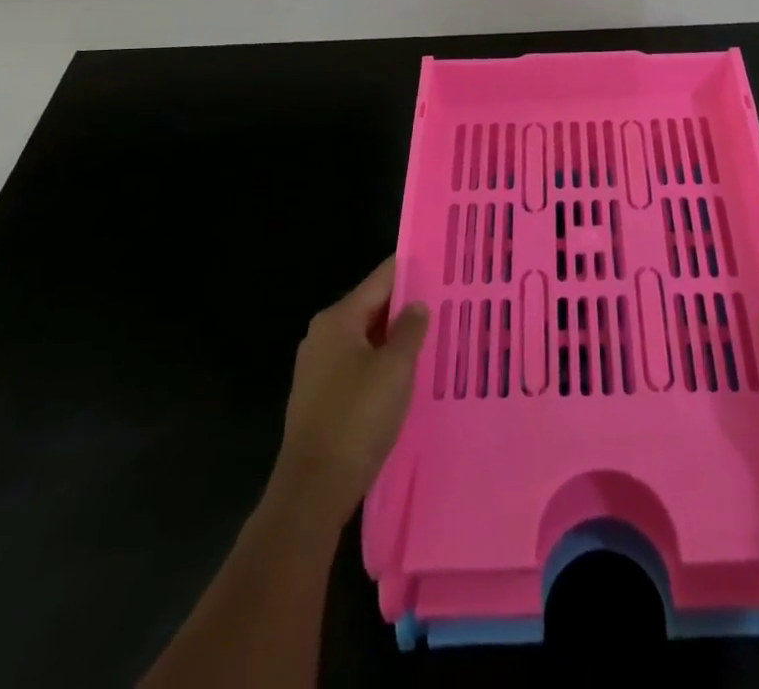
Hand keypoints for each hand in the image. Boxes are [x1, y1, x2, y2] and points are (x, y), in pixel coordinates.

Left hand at [274, 256, 428, 524]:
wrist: (312, 491)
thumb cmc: (357, 419)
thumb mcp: (395, 369)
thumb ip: (409, 330)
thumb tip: (417, 305)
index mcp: (338, 319)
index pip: (381, 279)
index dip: (411, 270)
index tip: (441, 267)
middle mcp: (323, 335)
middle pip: (372, 307)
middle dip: (406, 307)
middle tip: (445, 304)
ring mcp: (318, 367)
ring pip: (366, 338)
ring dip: (395, 339)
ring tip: (433, 338)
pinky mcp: (320, 396)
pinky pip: (357, 365)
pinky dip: (381, 363)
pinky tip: (405, 376)